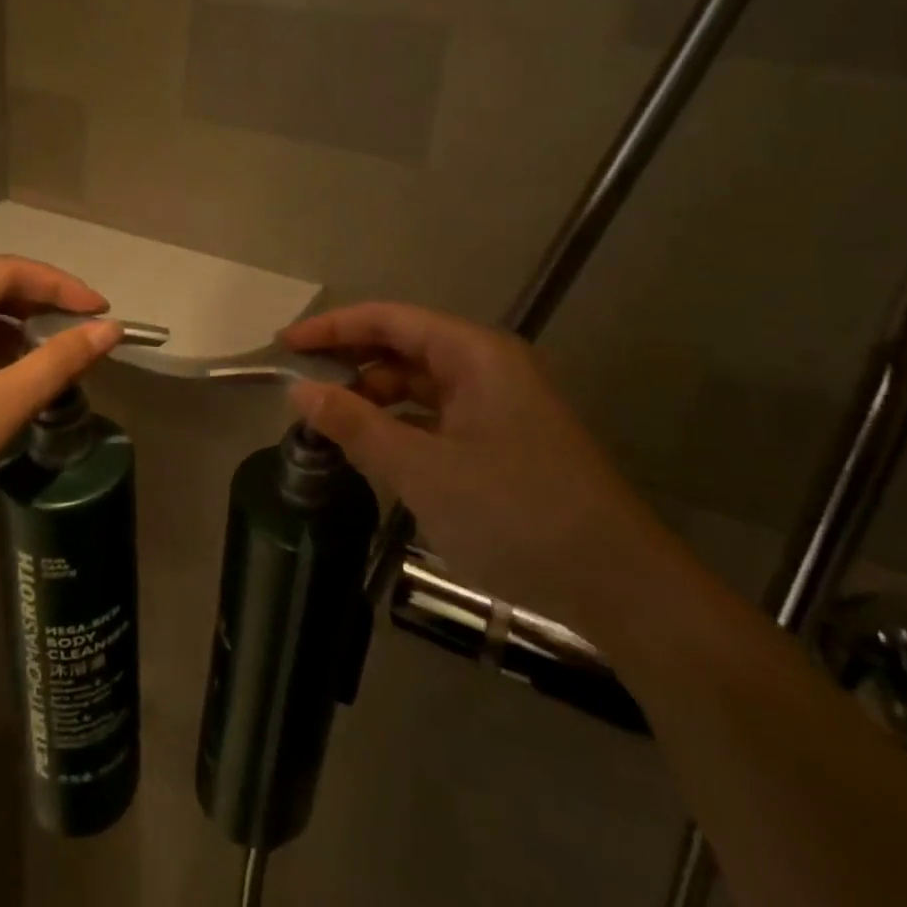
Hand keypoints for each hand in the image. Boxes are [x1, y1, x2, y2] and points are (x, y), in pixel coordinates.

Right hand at [281, 302, 660, 625]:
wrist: (622, 587)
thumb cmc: (517, 512)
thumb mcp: (423, 470)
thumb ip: (356, 425)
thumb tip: (299, 391)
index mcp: (474, 353)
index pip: (388, 320)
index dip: (332, 328)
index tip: (285, 345)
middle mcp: (487, 366)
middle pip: (404, 347)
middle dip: (351, 363)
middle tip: (300, 388)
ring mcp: (498, 404)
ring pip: (420, 385)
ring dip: (374, 398)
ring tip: (330, 424)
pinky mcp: (503, 441)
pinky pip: (438, 417)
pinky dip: (401, 426)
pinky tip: (375, 449)